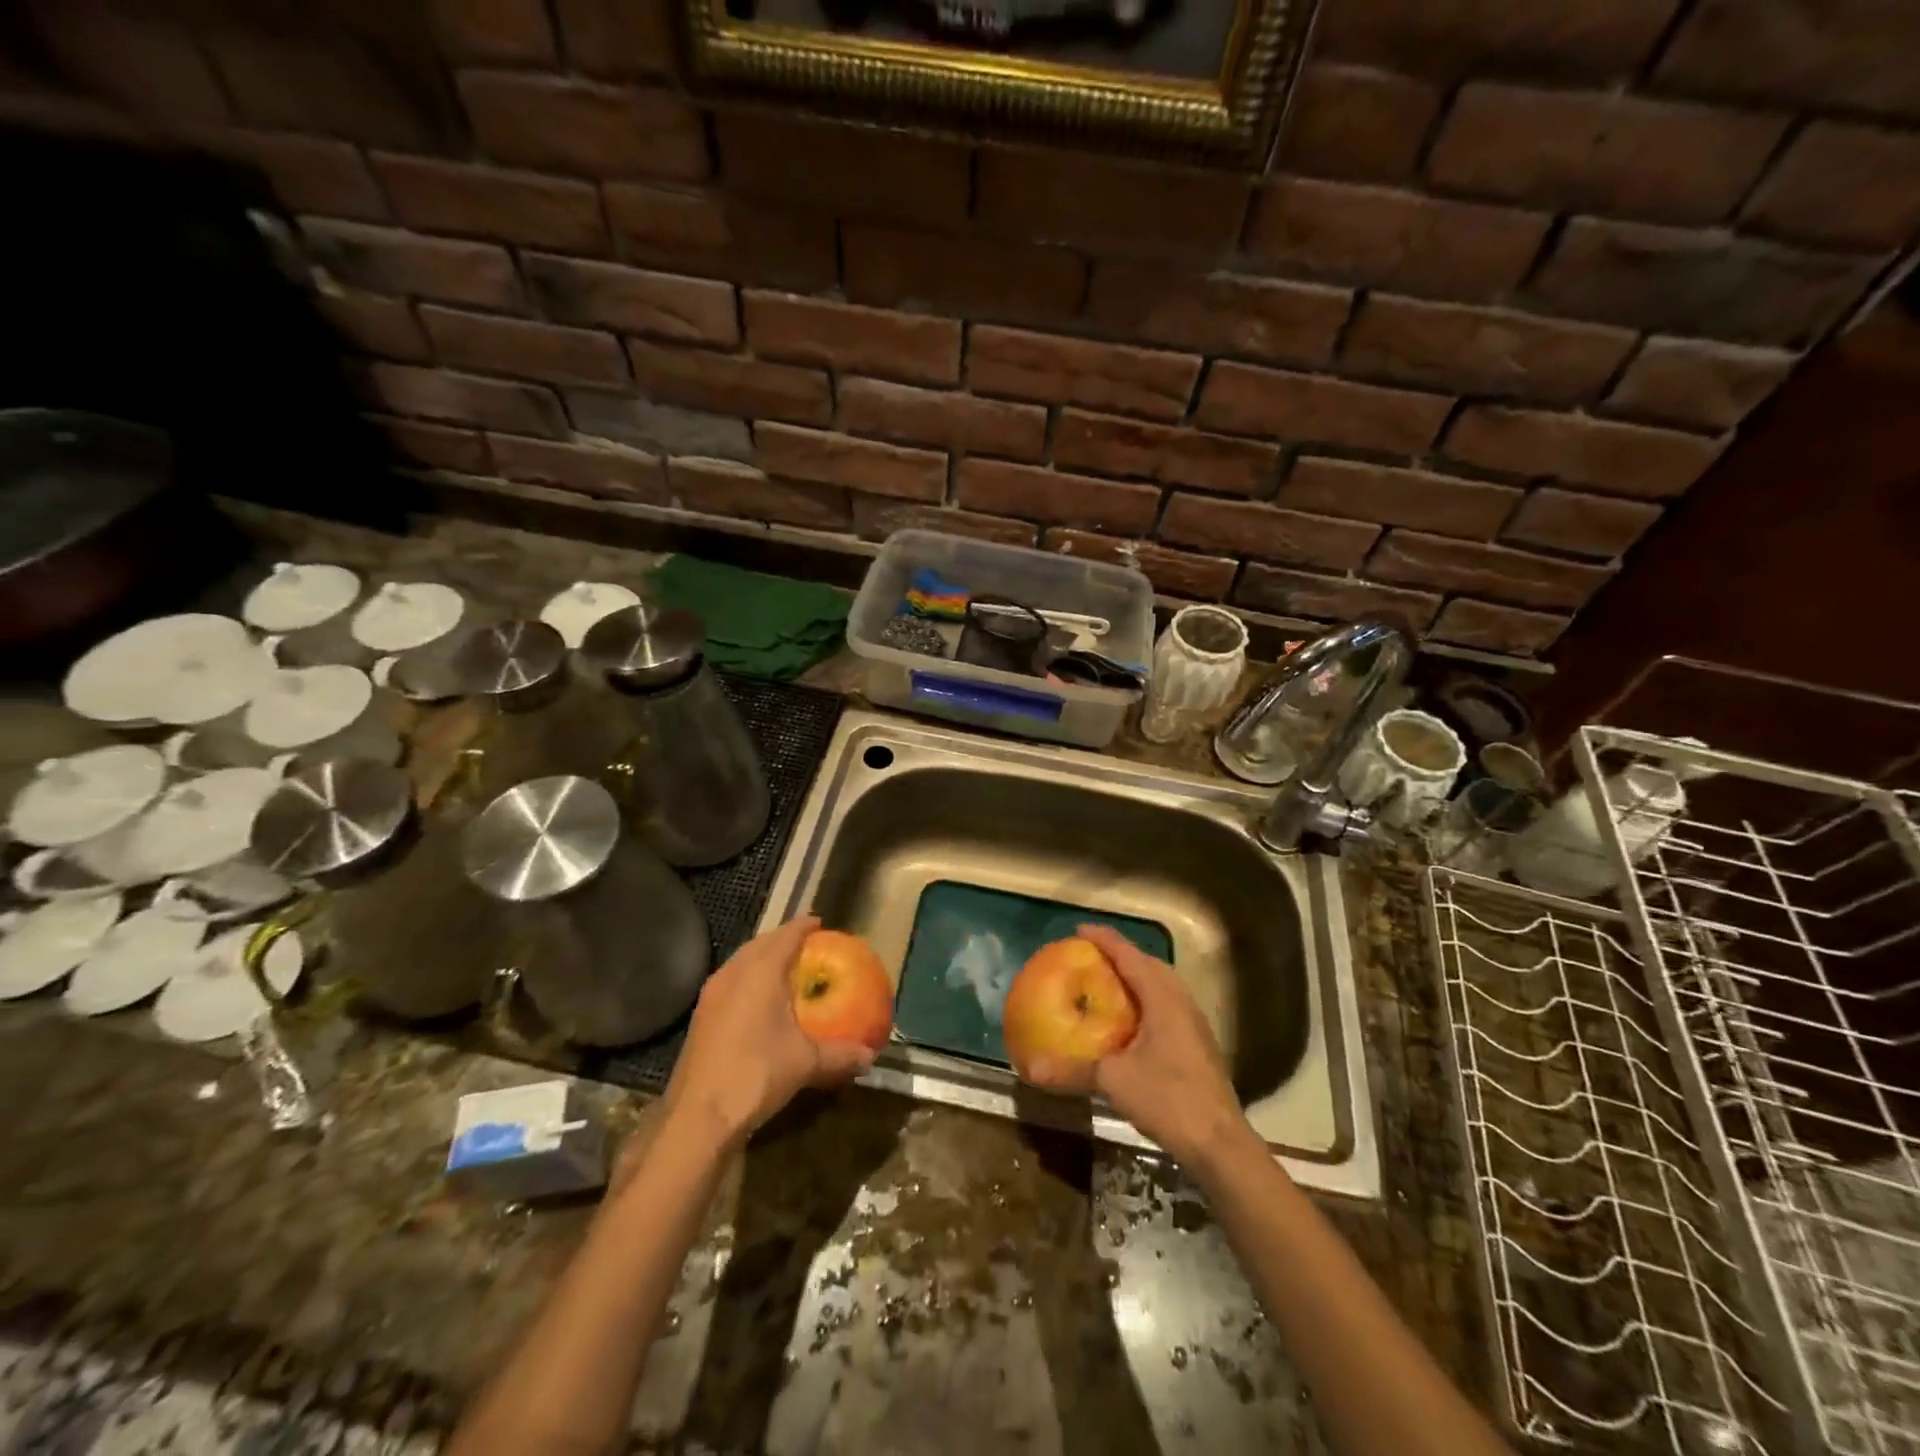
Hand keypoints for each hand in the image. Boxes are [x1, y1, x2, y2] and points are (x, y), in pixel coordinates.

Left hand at [662, 916, 874, 1149]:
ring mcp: (712, 995)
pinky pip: (730, 982)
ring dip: (762, 958)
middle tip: (806, 945)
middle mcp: (733, 974)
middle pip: (761, 943)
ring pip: (741, 962)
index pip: (786, 935)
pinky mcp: (701, 1016)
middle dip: (782, 939)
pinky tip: (759, 1001)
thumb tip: (871, 1055)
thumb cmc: (756, 1074)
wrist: (698, 1116)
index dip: (804, 926)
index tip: (820, 923)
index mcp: (760, 971)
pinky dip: (748, 979)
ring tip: (784, 967)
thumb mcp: (807, 1063)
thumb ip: (840, 1054)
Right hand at [1018, 925, 1248, 1165]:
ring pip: (1161, 986)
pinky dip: (1144, 1001)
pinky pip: (1166, 1007)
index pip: (1130, 955)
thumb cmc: (1169, 1099)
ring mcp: (1193, 1024)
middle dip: (1121, 955)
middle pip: (1149, 965)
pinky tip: (1129, 1022)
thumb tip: (1030, 1068)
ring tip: (1107, 983)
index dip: (1104, 939)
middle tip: (1091, 956)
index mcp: (1162, 998)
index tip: (1079, 930)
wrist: (1219, 1144)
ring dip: (1135, 978)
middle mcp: (1181, 1002)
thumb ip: (1072, 1071)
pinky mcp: (1197, 1046)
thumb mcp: (1113, 1081)